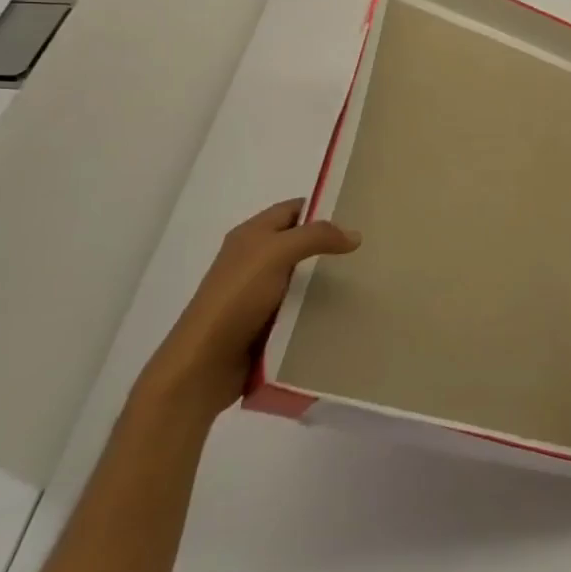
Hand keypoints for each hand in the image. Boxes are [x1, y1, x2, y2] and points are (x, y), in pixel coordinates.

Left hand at [139, 199, 360, 423]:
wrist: (203, 366)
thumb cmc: (236, 299)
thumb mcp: (276, 254)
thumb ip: (316, 237)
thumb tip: (355, 234)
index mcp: (251, 234)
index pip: (294, 209)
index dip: (324, 206)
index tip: (360, 212)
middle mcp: (254, 258)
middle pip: (300, 242)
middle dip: (331, 243)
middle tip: (368, 247)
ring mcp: (258, 293)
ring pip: (302, 276)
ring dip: (328, 277)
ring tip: (365, 277)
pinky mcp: (265, 323)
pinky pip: (299, 306)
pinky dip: (318, 306)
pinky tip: (343, 309)